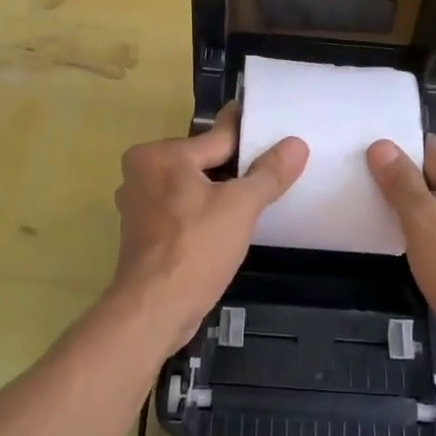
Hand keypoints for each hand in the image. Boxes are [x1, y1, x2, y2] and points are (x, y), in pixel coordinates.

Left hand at [105, 105, 306, 347]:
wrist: (153, 311)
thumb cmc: (195, 249)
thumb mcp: (240, 206)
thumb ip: (268, 173)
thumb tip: (296, 144)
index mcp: (160, 155)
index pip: (217, 138)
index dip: (249, 135)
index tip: (270, 125)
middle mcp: (141, 173)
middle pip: (202, 162)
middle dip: (233, 168)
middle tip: (272, 170)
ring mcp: (139, 205)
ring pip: (191, 188)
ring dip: (218, 193)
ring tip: (256, 198)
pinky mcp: (143, 234)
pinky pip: (182, 211)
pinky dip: (203, 213)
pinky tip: (227, 225)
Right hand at [366, 139, 435, 385]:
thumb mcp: (422, 220)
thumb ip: (400, 181)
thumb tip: (381, 144)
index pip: (431, 156)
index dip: (403, 172)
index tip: (381, 190)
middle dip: (416, 194)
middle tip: (391, 217)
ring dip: (428, 217)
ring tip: (407, 238)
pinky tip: (428, 257)